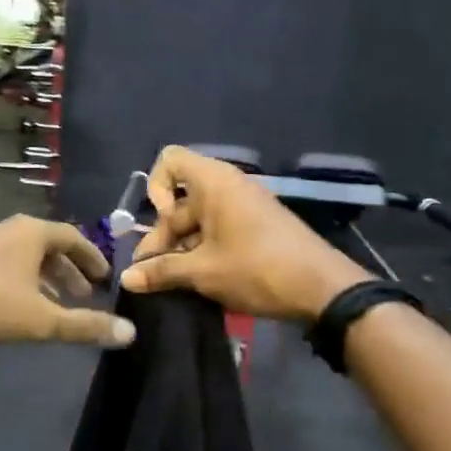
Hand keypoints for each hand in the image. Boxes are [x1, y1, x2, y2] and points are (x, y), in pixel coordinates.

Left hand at [0, 215, 136, 348]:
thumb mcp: (42, 320)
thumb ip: (85, 326)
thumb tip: (130, 334)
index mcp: (31, 232)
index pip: (73, 237)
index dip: (92, 258)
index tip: (104, 279)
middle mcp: (6, 228)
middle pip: (47, 245)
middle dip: (67, 271)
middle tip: (82, 296)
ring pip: (21, 255)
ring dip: (42, 277)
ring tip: (51, 304)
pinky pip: (0, 262)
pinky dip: (17, 279)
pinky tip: (13, 304)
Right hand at [120, 146, 368, 322]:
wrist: (324, 289)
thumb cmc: (257, 269)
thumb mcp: (203, 272)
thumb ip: (161, 271)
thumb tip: (126, 278)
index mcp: (214, 183)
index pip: (169, 161)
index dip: (155, 188)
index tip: (163, 223)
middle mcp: (228, 187)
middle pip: (180, 201)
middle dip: (162, 236)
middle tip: (152, 275)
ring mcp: (244, 207)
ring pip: (198, 221)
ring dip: (180, 249)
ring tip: (172, 284)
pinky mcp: (256, 228)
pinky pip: (218, 230)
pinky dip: (202, 251)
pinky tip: (198, 281)